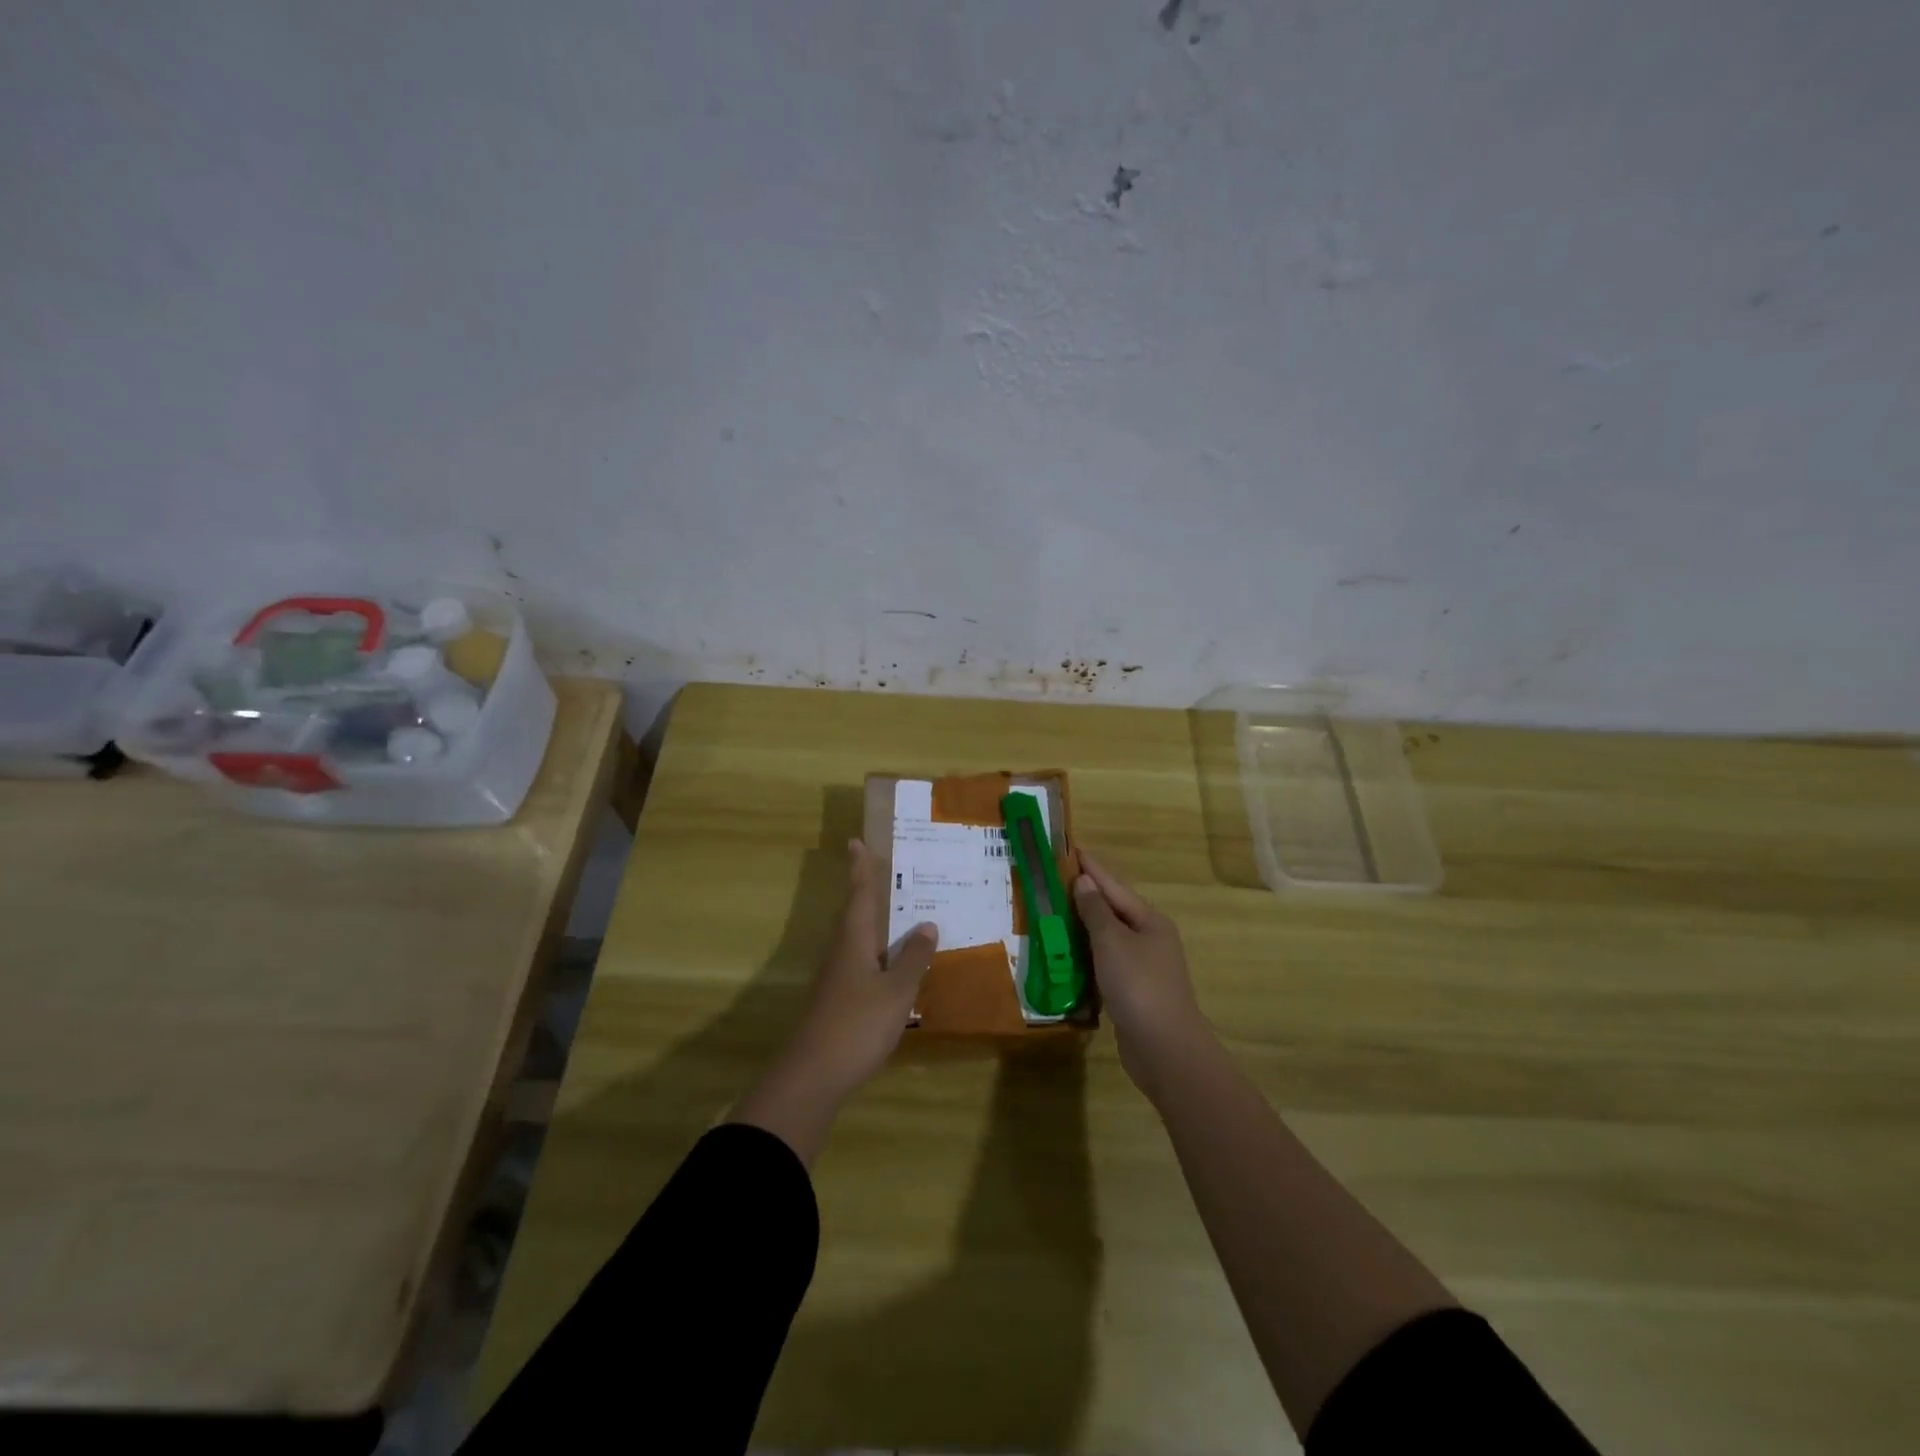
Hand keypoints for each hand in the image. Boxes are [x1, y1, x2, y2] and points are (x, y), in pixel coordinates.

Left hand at [786, 838, 938, 1100]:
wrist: (813, 1075)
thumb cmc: (857, 1024)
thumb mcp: (896, 990)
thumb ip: (913, 958)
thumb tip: (927, 924)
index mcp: (854, 941)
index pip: (859, 894)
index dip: (860, 868)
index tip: (855, 841)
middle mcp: (841, 952)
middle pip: (854, 913)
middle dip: (867, 891)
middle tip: (885, 871)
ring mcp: (836, 978)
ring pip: (857, 939)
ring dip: (874, 922)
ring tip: (898, 913)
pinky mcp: (837, 1000)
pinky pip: (861, 962)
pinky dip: (877, 952)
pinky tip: (892, 964)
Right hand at [1074, 852, 1209, 1094]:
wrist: (1164, 1048)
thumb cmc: (1138, 985)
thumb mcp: (1112, 942)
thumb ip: (1096, 911)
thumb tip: (1085, 881)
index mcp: (1150, 921)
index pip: (1114, 886)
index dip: (1092, 868)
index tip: (1072, 849)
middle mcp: (1149, 939)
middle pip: (1113, 910)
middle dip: (1086, 895)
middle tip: (1055, 879)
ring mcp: (1143, 967)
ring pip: (1108, 938)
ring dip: (1083, 926)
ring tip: (1055, 912)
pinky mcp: (1132, 991)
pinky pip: (1105, 962)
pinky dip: (1086, 954)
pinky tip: (1067, 954)